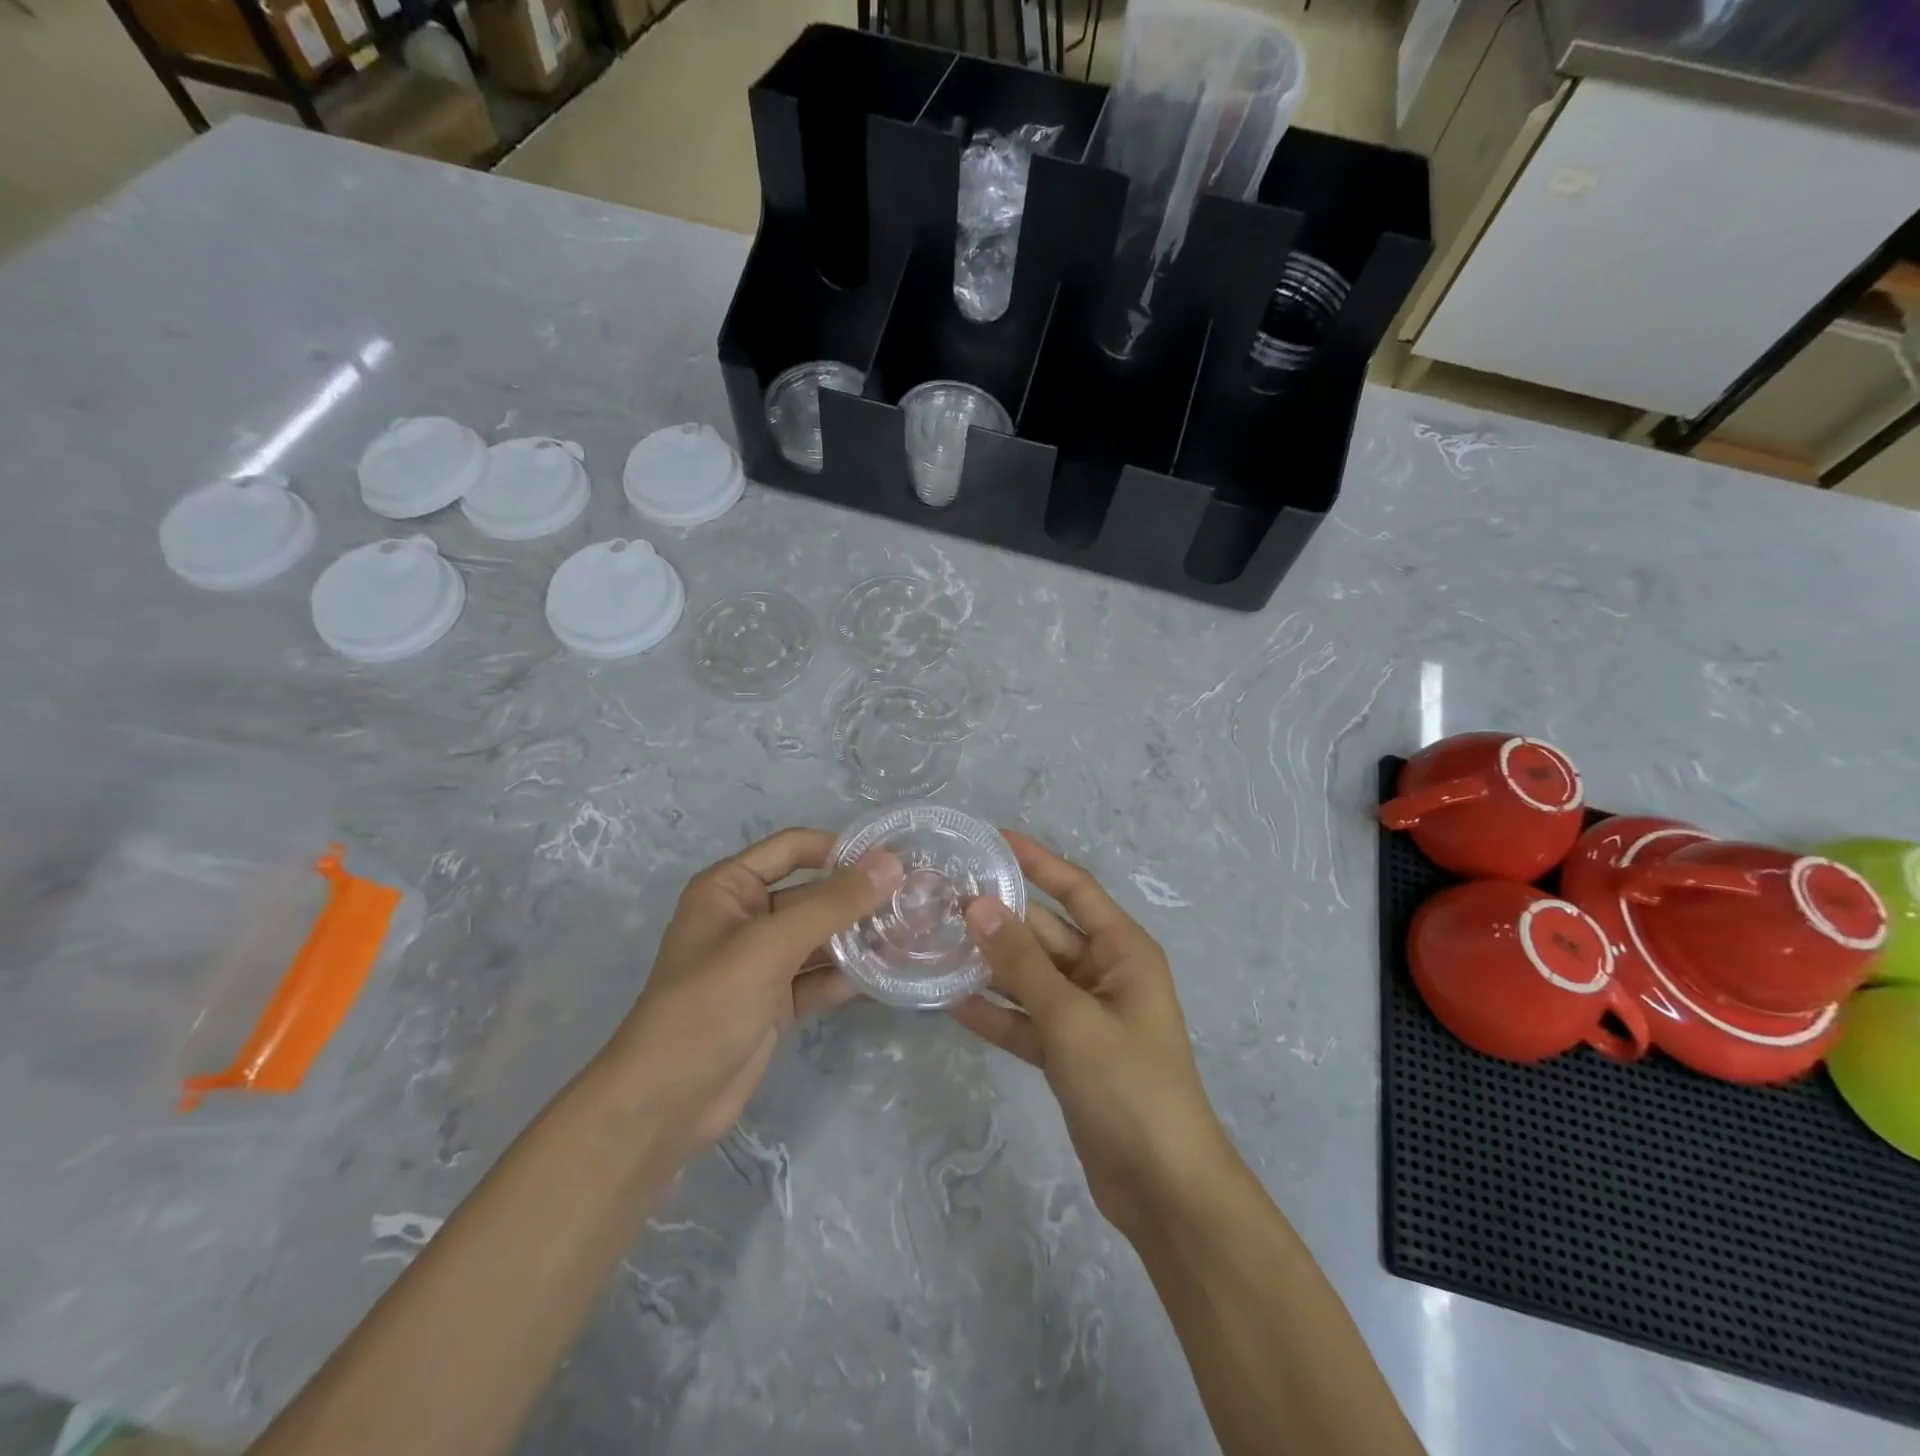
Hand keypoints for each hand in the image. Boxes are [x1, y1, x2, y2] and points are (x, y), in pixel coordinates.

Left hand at [608, 828, 902, 1157]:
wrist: (664, 1104)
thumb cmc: (708, 1005)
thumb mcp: (771, 945)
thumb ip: (832, 904)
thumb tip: (891, 864)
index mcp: (729, 888)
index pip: (793, 849)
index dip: (839, 849)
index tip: (894, 859)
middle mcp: (746, 917)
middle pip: (812, 895)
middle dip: (858, 899)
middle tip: (916, 901)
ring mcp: (762, 963)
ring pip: (820, 938)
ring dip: (859, 939)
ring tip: (913, 936)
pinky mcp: (775, 1002)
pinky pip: (819, 977)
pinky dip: (848, 976)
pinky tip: (889, 975)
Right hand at [949, 831, 1230, 1236]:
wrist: (1162, 1188)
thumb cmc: (1128, 1086)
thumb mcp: (1071, 1017)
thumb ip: (1022, 962)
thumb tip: (979, 905)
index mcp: (1122, 951)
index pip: (1074, 888)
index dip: (1036, 860)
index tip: (991, 838)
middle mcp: (1104, 973)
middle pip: (1045, 932)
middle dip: (999, 917)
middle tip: (941, 899)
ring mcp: (1083, 1015)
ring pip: (1029, 976)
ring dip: (989, 964)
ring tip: (933, 942)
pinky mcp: (1067, 1052)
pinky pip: (1024, 1019)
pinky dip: (994, 1011)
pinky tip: (948, 1001)